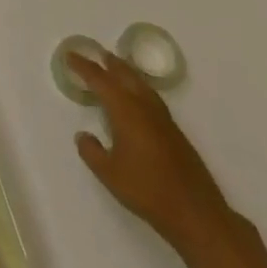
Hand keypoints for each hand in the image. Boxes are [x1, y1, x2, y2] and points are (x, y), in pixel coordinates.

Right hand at [70, 50, 231, 252]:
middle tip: (97, 54)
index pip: (100, 80)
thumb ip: (91, 151)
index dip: (83, 66)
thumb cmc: (147, 190)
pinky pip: (151, 97)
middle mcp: (144, 107)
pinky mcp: (175, 132)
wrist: (196, 213)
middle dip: (110, 63)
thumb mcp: (109, 174)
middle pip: (125, 75)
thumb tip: (83, 135)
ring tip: (117, 69)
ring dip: (127, 73)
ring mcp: (163, 119)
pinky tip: (138, 99)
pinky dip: (139, 88)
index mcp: (125, 110)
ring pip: (141, 84)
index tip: (70, 56)